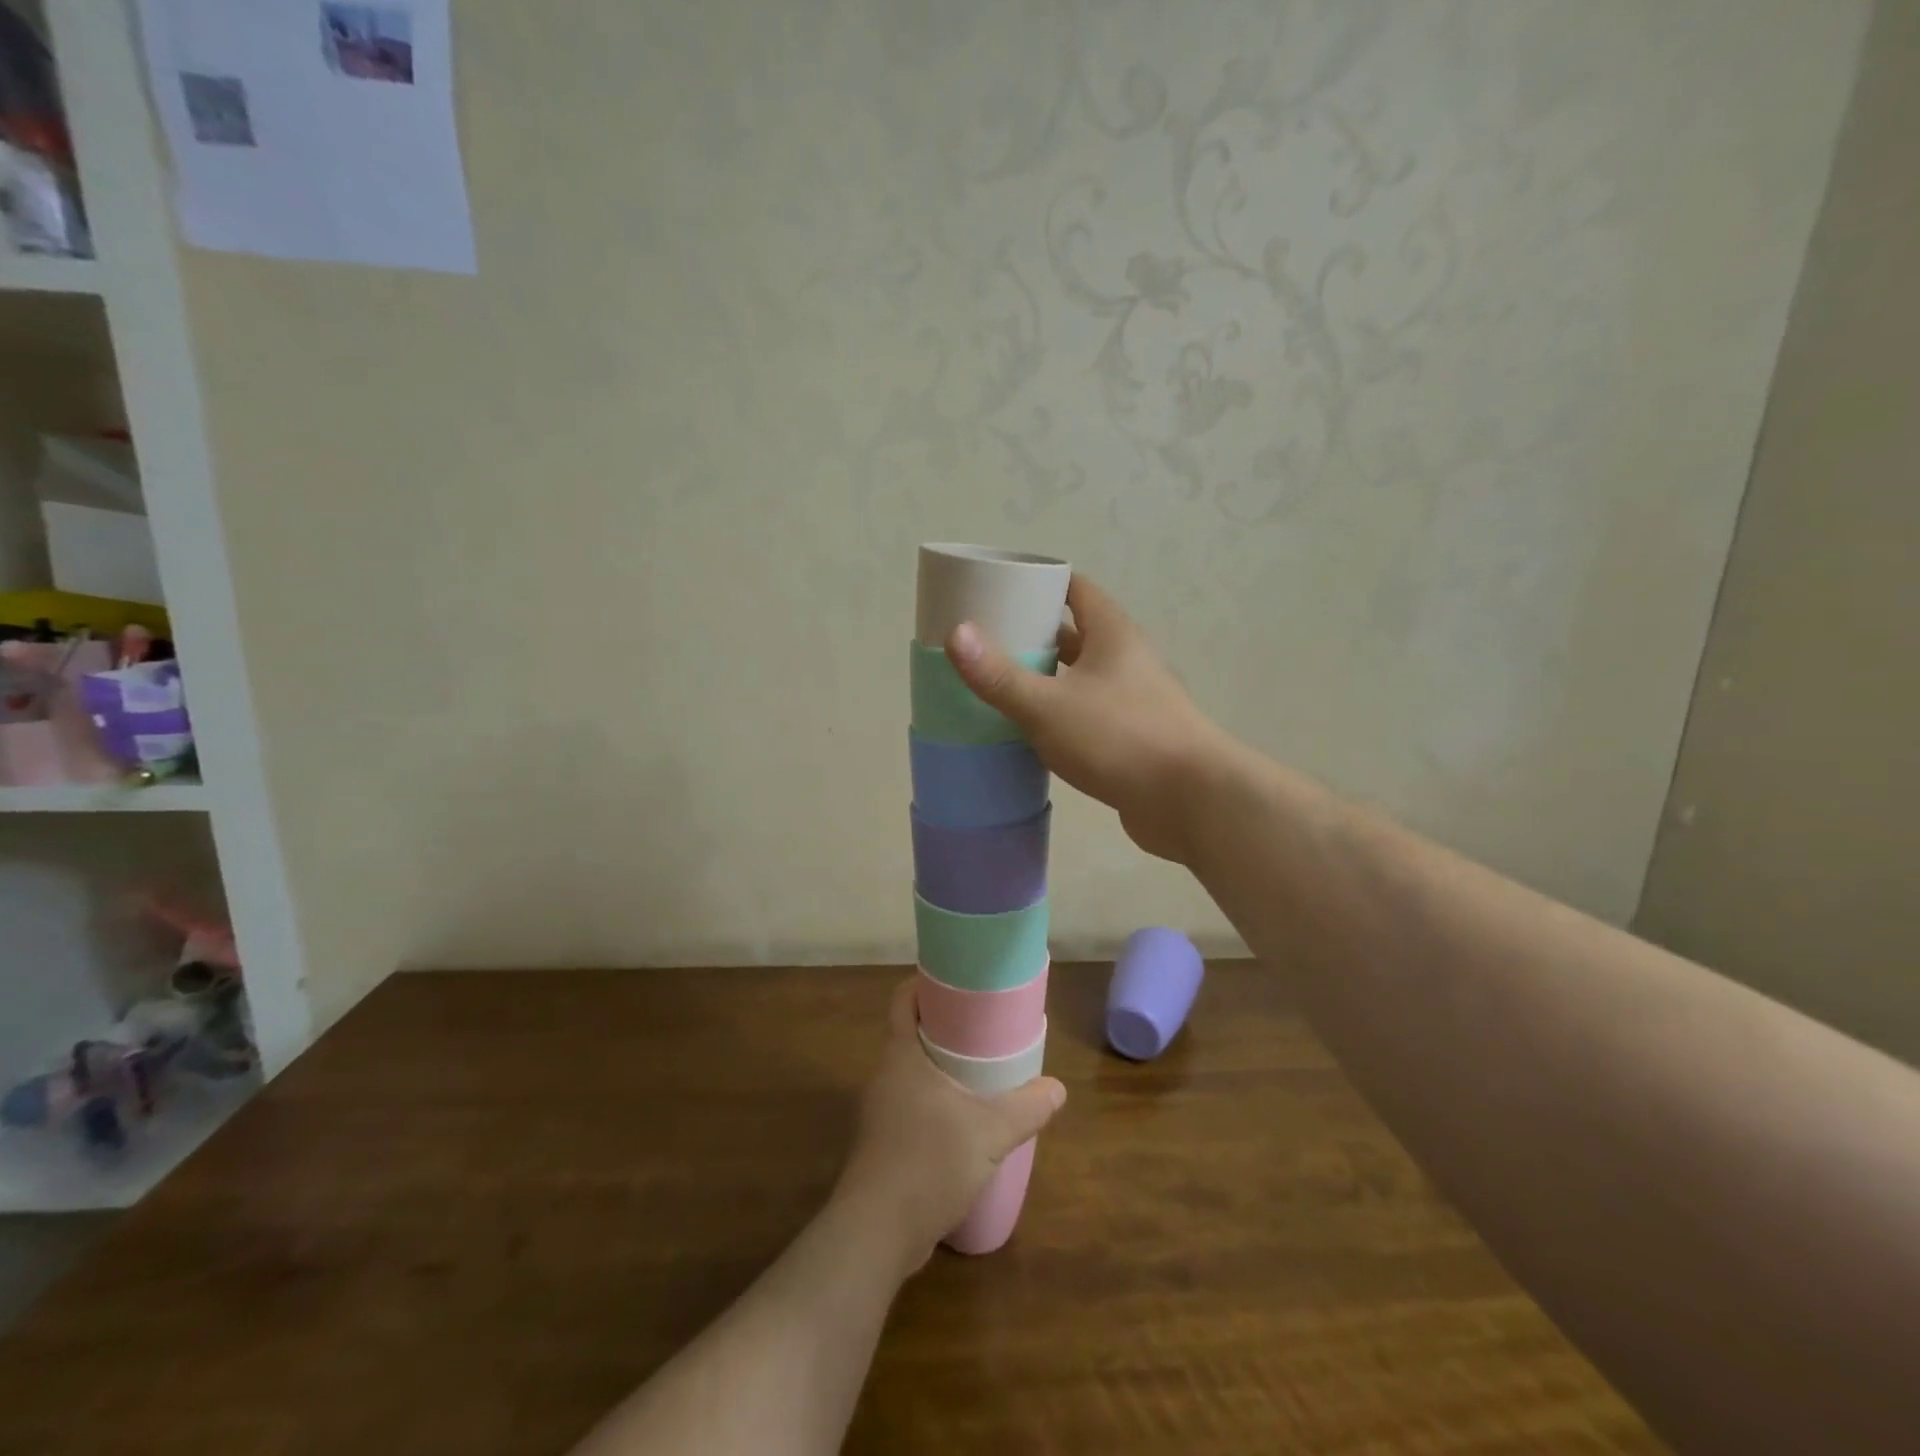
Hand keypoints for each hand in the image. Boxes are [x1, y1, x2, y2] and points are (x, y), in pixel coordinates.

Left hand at [834, 981, 1065, 1271]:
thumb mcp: (989, 1133)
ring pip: (912, 1073)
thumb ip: (1026, 1108)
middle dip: (945, 1028)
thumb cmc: (928, 1162)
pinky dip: (936, 1103)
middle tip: (985, 1029)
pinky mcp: (883, 1144)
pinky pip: (912, 1106)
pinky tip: (964, 1123)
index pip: (903, 999)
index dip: (926, 984)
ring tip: (981, 1074)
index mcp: (901, 1055)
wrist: (876, 1234)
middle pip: (912, 1034)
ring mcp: (880, 1112)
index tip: (959, 983)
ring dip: (942, 1069)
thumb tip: (1057, 1089)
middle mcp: (885, 1075)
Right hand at [946, 574, 1234, 863]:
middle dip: (1035, 636)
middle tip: (988, 643)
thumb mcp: (1049, 705)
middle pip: (1077, 635)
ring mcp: (1135, 701)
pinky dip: (1061, 716)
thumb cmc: (1120, 738)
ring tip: (1001, 686)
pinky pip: (1089, 715)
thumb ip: (1001, 675)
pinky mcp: (1134, 738)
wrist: (1191, 801)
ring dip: (1048, 680)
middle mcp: (1128, 660)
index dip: (1040, 584)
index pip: (1076, 590)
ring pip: (1082, 679)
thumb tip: (956, 634)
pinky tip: (1032, 733)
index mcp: (1114, 634)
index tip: (1000, 591)